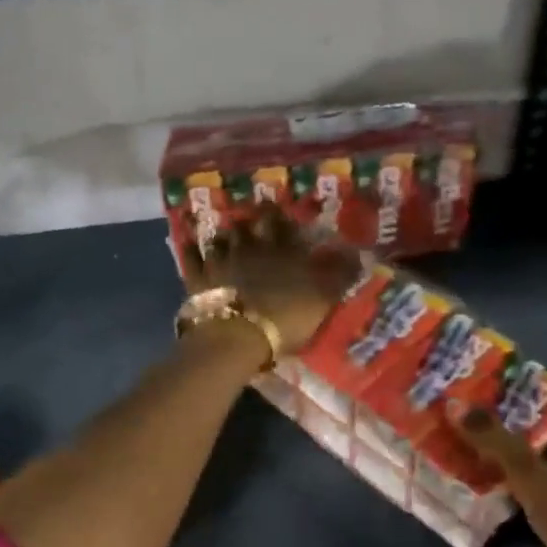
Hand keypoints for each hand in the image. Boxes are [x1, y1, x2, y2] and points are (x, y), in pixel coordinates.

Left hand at [189, 207, 361, 357]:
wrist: (239, 335)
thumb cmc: (286, 318)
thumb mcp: (324, 299)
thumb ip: (340, 275)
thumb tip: (357, 254)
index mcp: (283, 251)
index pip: (283, 225)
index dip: (281, 217)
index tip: (279, 211)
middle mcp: (251, 248)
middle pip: (250, 226)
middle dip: (253, 220)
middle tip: (254, 216)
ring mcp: (222, 260)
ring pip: (221, 238)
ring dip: (224, 234)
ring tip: (226, 233)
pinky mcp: (198, 278)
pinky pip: (191, 257)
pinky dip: (191, 249)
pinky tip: (189, 243)